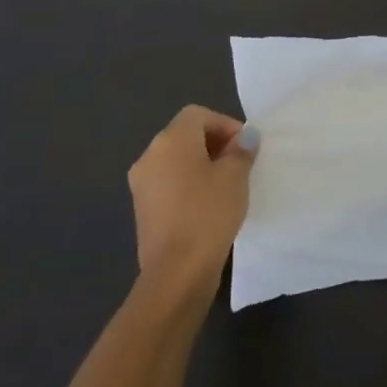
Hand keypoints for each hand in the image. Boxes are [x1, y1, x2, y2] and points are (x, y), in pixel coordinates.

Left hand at [127, 105, 256, 292]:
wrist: (177, 272)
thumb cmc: (209, 213)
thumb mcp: (235, 176)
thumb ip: (241, 151)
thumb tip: (244, 138)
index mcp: (170, 140)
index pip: (198, 115)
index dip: (225, 124)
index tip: (245, 147)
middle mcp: (150, 156)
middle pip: (185, 135)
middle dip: (215, 143)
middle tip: (240, 163)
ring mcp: (142, 184)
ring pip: (176, 160)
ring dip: (202, 164)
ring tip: (228, 185)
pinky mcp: (143, 209)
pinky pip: (169, 182)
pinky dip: (189, 184)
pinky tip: (209, 204)